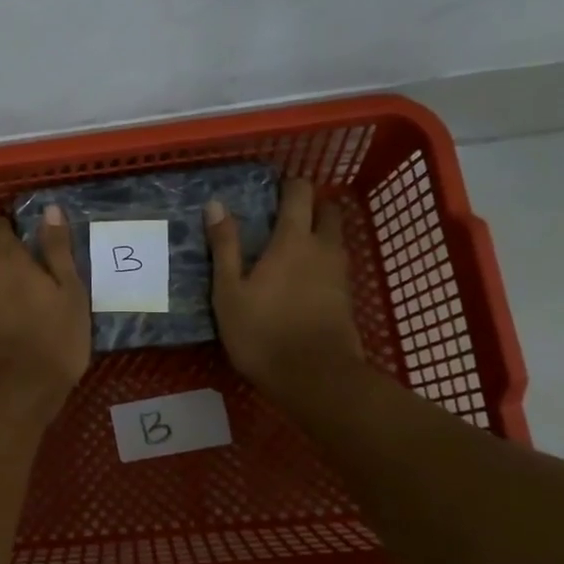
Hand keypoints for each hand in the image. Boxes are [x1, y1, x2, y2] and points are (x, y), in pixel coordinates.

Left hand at [0, 208, 90, 422]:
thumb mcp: (70, 291)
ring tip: (14, 280)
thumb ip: (58, 249)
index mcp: (8, 259)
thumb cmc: (54, 337)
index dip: (8, 224)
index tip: (24, 230)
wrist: (18, 389)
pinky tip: (5, 307)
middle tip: (19, 252)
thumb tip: (51, 210)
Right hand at [206, 178, 363, 397]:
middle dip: (311, 206)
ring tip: (290, 248)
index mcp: (293, 240)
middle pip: (329, 210)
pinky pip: (337, 264)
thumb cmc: (263, 332)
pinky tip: (302, 279)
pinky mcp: (347, 298)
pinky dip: (322, 261)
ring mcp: (340, 273)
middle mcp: (323, 248)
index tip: (272, 189)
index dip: (289, 185)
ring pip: (336, 238)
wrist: (315, 378)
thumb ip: (225, 247)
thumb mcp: (229, 292)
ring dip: (319, 233)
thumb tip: (216, 205)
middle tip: (284, 217)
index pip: (300, 193)